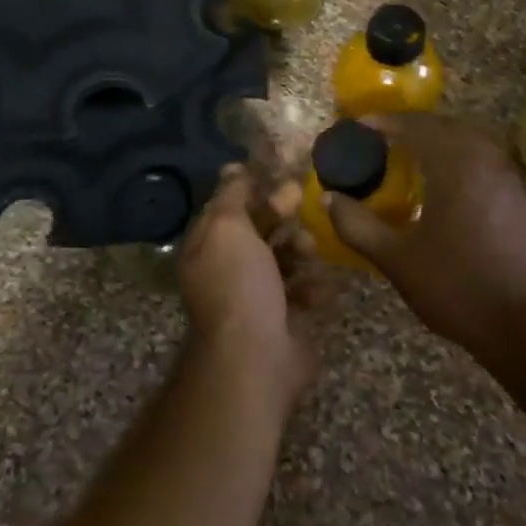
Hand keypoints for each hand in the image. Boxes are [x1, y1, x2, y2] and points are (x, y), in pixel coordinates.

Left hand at [176, 166, 318, 405]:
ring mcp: (255, 297)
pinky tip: (319, 285)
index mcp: (207, 247)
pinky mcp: (283, 320)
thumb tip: (232, 169)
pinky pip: (302, 292)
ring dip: (300, 250)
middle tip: (302, 201)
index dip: (251, 189)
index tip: (278, 173)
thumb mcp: (228, 227)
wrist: (256, 356)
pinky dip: (312, 286)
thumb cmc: (238, 283)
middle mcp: (227, 270)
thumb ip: (231, 196)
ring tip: (310, 250)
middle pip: (258, 231)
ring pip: (284, 259)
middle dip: (281, 216)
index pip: (227, 208)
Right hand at [324, 113, 525, 360]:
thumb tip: (329, 199)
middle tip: (384, 138)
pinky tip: (446, 183)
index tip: (360, 126)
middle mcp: (486, 161)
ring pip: (471, 140)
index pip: (416, 127)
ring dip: (440, 139)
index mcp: (455, 167)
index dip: (385, 122)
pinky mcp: (520, 198)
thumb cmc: (455, 286)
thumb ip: (357, 225)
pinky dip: (461, 157)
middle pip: (446, 126)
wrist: (523, 325)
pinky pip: (486, 160)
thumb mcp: (395, 259)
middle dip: (413, 126)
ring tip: (412, 154)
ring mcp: (509, 179)